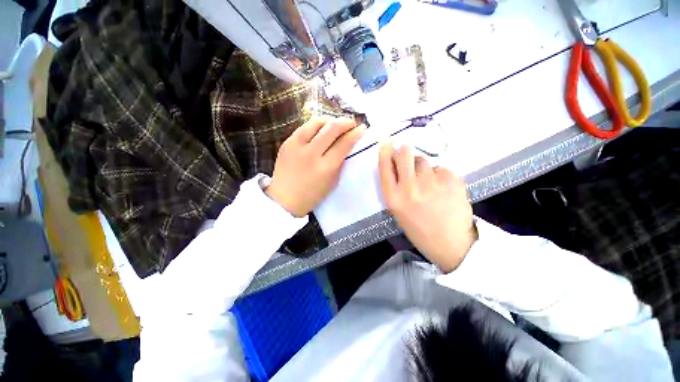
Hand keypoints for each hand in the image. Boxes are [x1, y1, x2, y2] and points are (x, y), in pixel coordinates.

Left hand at [266, 117, 364, 216]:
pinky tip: (320, 130)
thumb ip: (340, 163)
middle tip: (352, 123)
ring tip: (336, 124)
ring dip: (330, 120)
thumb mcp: (332, 182)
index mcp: (325, 167)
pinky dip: (316, 126)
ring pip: (317, 122)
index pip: (344, 144)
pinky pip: (304, 127)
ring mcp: (296, 146)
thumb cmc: (312, 195)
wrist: (284, 199)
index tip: (362, 129)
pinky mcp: (286, 143)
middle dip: (345, 122)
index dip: (355, 133)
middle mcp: (311, 153)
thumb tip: (346, 146)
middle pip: (332, 128)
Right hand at [379, 142, 476, 271]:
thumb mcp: (398, 211)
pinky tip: (443, 189)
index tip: (387, 144)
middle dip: (403, 151)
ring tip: (429, 184)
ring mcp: (431, 182)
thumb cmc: (419, 229)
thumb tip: (394, 164)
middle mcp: (409, 187)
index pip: (384, 165)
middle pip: (403, 153)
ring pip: (423, 160)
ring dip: (423, 167)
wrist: (451, 243)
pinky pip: (440, 168)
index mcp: (393, 197)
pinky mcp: (451, 179)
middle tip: (407, 156)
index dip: (385, 151)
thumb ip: (394, 187)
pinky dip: (439, 175)